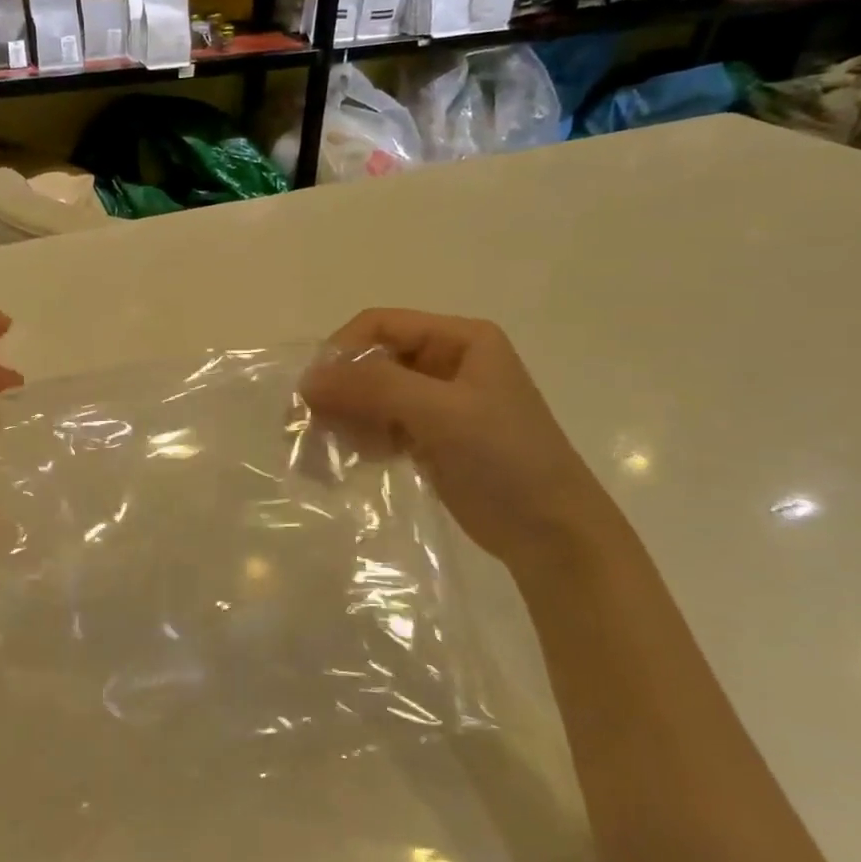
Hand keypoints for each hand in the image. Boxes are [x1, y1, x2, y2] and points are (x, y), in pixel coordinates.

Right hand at [301, 310, 624, 571]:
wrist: (553, 535)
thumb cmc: (505, 459)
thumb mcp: (441, 413)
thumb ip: (374, 388)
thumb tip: (307, 380)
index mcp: (460, 339)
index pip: (380, 325)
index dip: (341, 352)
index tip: (312, 392)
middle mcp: (446, 362)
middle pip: (372, 360)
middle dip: (340, 390)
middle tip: (310, 426)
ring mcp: (438, 402)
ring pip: (371, 395)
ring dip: (345, 416)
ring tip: (330, 449)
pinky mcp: (430, 437)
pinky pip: (380, 424)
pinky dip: (361, 437)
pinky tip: (356, 459)